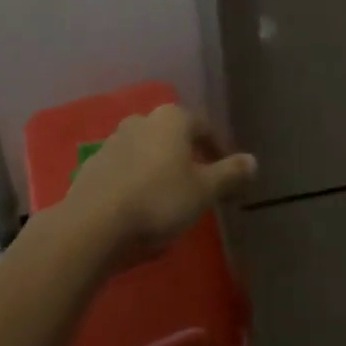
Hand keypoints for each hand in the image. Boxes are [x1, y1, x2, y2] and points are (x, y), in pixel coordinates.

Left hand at [63, 105, 255, 264]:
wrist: (92, 226)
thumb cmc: (159, 201)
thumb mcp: (204, 192)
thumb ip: (230, 174)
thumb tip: (253, 161)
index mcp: (172, 119)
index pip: (204, 127)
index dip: (218, 150)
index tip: (226, 175)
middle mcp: (141, 120)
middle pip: (172, 136)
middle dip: (186, 156)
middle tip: (198, 185)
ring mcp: (112, 141)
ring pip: (146, 151)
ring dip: (159, 168)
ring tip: (167, 198)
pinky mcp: (92, 166)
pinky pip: (123, 169)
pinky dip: (135, 181)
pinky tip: (138, 206)